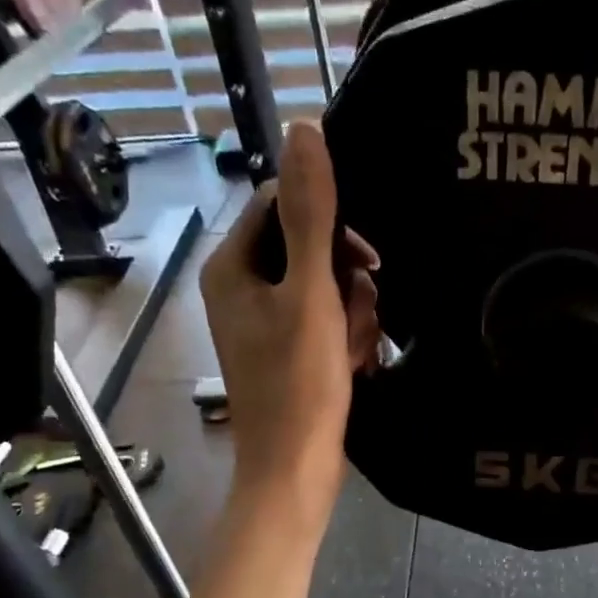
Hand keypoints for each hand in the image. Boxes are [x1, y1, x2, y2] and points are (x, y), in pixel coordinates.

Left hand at [202, 121, 380, 520]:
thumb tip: (305, 128)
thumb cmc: (299, 383)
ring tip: (357, 349)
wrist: (297, 468)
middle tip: (360, 315)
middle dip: (346, 279)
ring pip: (325, 286)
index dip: (330, 223)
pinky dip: (346, 336)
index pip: (282, 205)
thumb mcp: (311, 294)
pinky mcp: (288, 352)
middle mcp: (241, 289)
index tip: (364, 260)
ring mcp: (265, 323)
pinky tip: (355, 363)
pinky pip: (326, 321)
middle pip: (308, 247)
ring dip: (353, 312)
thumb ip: (311, 215)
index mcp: (232, 267)